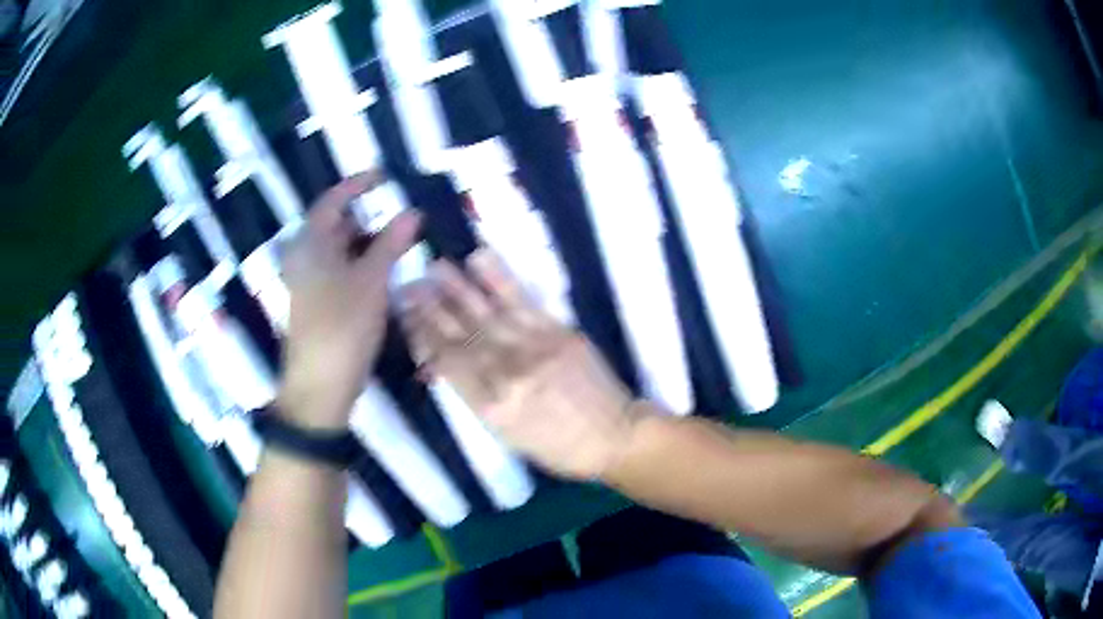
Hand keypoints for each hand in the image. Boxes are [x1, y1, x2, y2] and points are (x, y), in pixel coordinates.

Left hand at [279, 172, 420, 429]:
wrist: (320, 386)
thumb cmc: (342, 326)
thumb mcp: (371, 280)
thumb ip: (391, 243)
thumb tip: (412, 213)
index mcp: (310, 243)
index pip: (332, 200)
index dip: (358, 185)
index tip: (385, 175)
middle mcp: (304, 256)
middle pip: (336, 224)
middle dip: (369, 216)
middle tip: (403, 212)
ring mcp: (309, 280)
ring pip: (340, 249)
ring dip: (369, 242)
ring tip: (403, 239)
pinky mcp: (317, 301)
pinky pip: (340, 269)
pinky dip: (362, 263)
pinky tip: (386, 269)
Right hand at [399, 250, 652, 479]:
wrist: (614, 437)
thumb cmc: (558, 446)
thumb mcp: (508, 437)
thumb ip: (476, 398)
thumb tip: (443, 365)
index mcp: (491, 407)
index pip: (446, 363)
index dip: (422, 335)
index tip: (405, 314)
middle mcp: (506, 373)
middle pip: (459, 335)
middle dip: (430, 308)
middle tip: (407, 284)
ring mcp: (533, 348)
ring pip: (485, 314)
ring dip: (456, 288)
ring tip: (433, 266)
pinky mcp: (558, 331)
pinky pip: (522, 301)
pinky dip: (498, 278)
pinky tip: (479, 258)